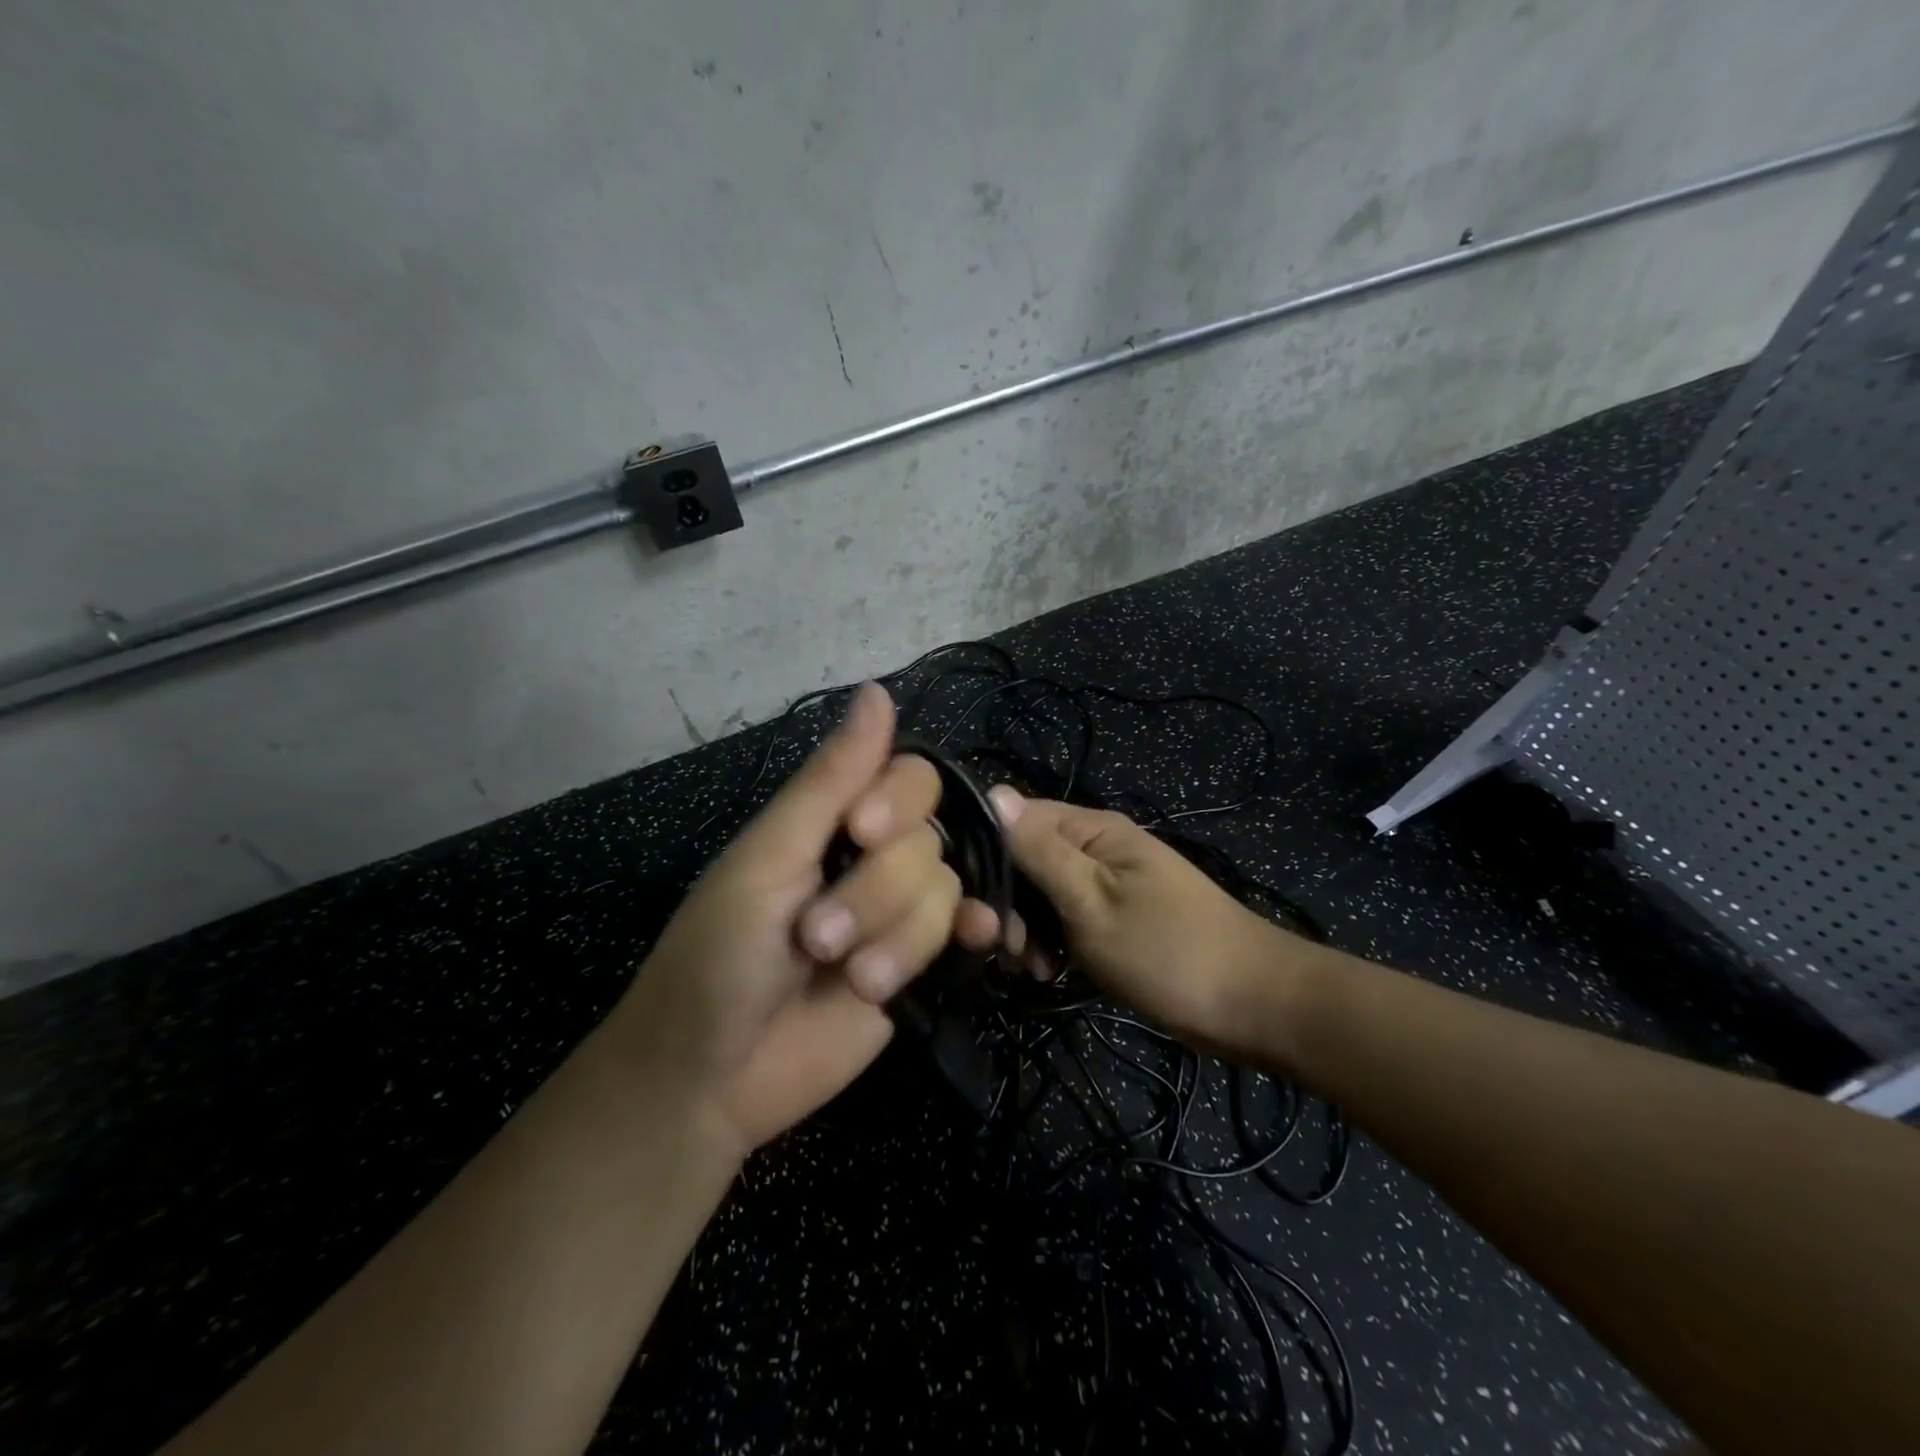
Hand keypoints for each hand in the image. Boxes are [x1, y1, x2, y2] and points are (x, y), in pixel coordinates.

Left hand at [606, 683, 998, 1155]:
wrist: (710, 1080)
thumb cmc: (716, 958)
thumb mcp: (767, 860)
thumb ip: (829, 781)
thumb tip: (877, 690)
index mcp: (829, 822)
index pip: (906, 777)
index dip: (898, 800)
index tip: (862, 832)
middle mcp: (871, 859)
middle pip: (928, 840)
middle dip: (877, 893)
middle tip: (817, 940)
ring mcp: (896, 915)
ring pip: (944, 892)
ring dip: (899, 939)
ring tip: (849, 978)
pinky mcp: (917, 967)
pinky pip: (964, 933)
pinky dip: (977, 932)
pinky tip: (983, 941)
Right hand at [988, 787, 1298, 1054]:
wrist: (1254, 1004)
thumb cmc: (1167, 951)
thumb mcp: (1091, 901)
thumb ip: (1040, 851)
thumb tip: (993, 792)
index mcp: (1093, 829)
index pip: (1016, 819)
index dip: (989, 855)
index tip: (976, 903)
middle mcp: (1098, 846)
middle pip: (1026, 859)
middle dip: (1009, 903)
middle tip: (1008, 949)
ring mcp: (1109, 882)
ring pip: (1043, 894)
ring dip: (1028, 929)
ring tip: (1033, 968)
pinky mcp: (1116, 916)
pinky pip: (1067, 919)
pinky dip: (1053, 943)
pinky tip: (1050, 972)